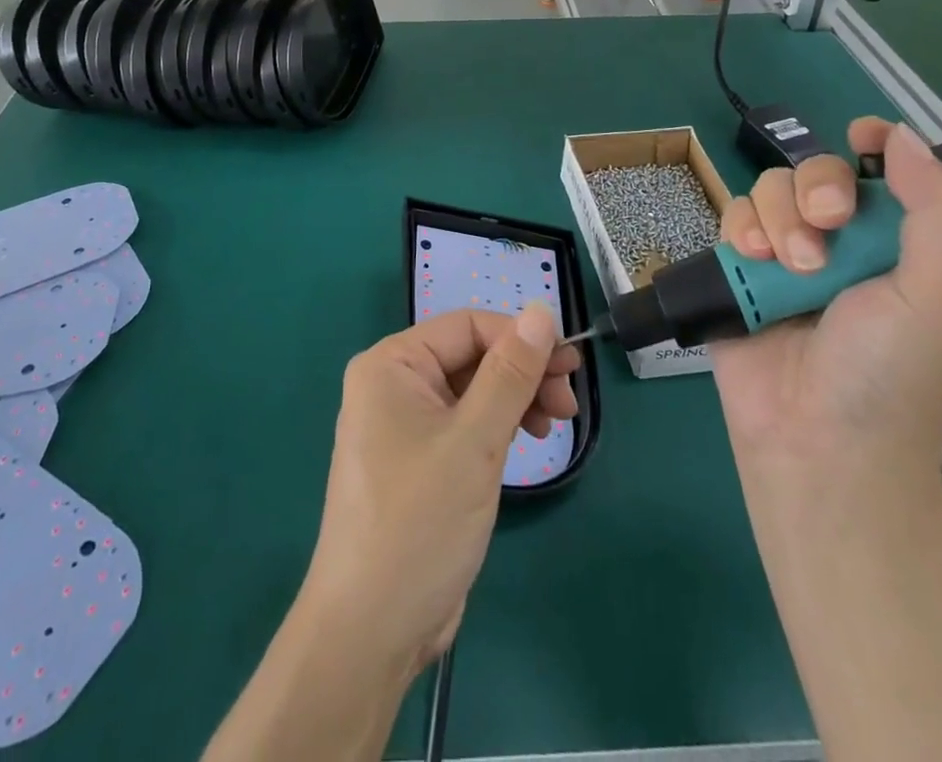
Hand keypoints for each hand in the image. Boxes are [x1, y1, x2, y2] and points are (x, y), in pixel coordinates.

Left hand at [301, 306, 580, 670]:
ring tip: (556, 422)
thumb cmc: (419, 523)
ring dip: (516, 398)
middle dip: (522, 372)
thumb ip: (510, 373)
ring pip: (472, 390)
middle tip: (570, 398)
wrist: (371, 631)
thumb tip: (541, 311)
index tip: (569, 365)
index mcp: (391, 364)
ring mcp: (404, 424)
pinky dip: (498, 425)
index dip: (520, 337)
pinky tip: (527, 439)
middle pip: (470, 356)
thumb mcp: (474, 441)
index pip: (467, 326)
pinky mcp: (420, 460)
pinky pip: (465, 422)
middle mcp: (393, 384)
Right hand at [711, 119, 941, 497]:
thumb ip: (937, 210)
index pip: (886, 173)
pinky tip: (752, 259)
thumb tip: (903, 135)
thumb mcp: (938, 293)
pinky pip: (733, 216)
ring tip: (788, 266)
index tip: (863, 134)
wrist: (817, 444)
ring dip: (779, 217)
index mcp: (896, 246)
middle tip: (827, 228)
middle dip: (818, 189)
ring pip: (770, 189)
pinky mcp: (738, 269)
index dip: (877, 143)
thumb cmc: (891, 375)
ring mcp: (784, 255)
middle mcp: (839, 243)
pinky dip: (741, 228)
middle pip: (817, 171)